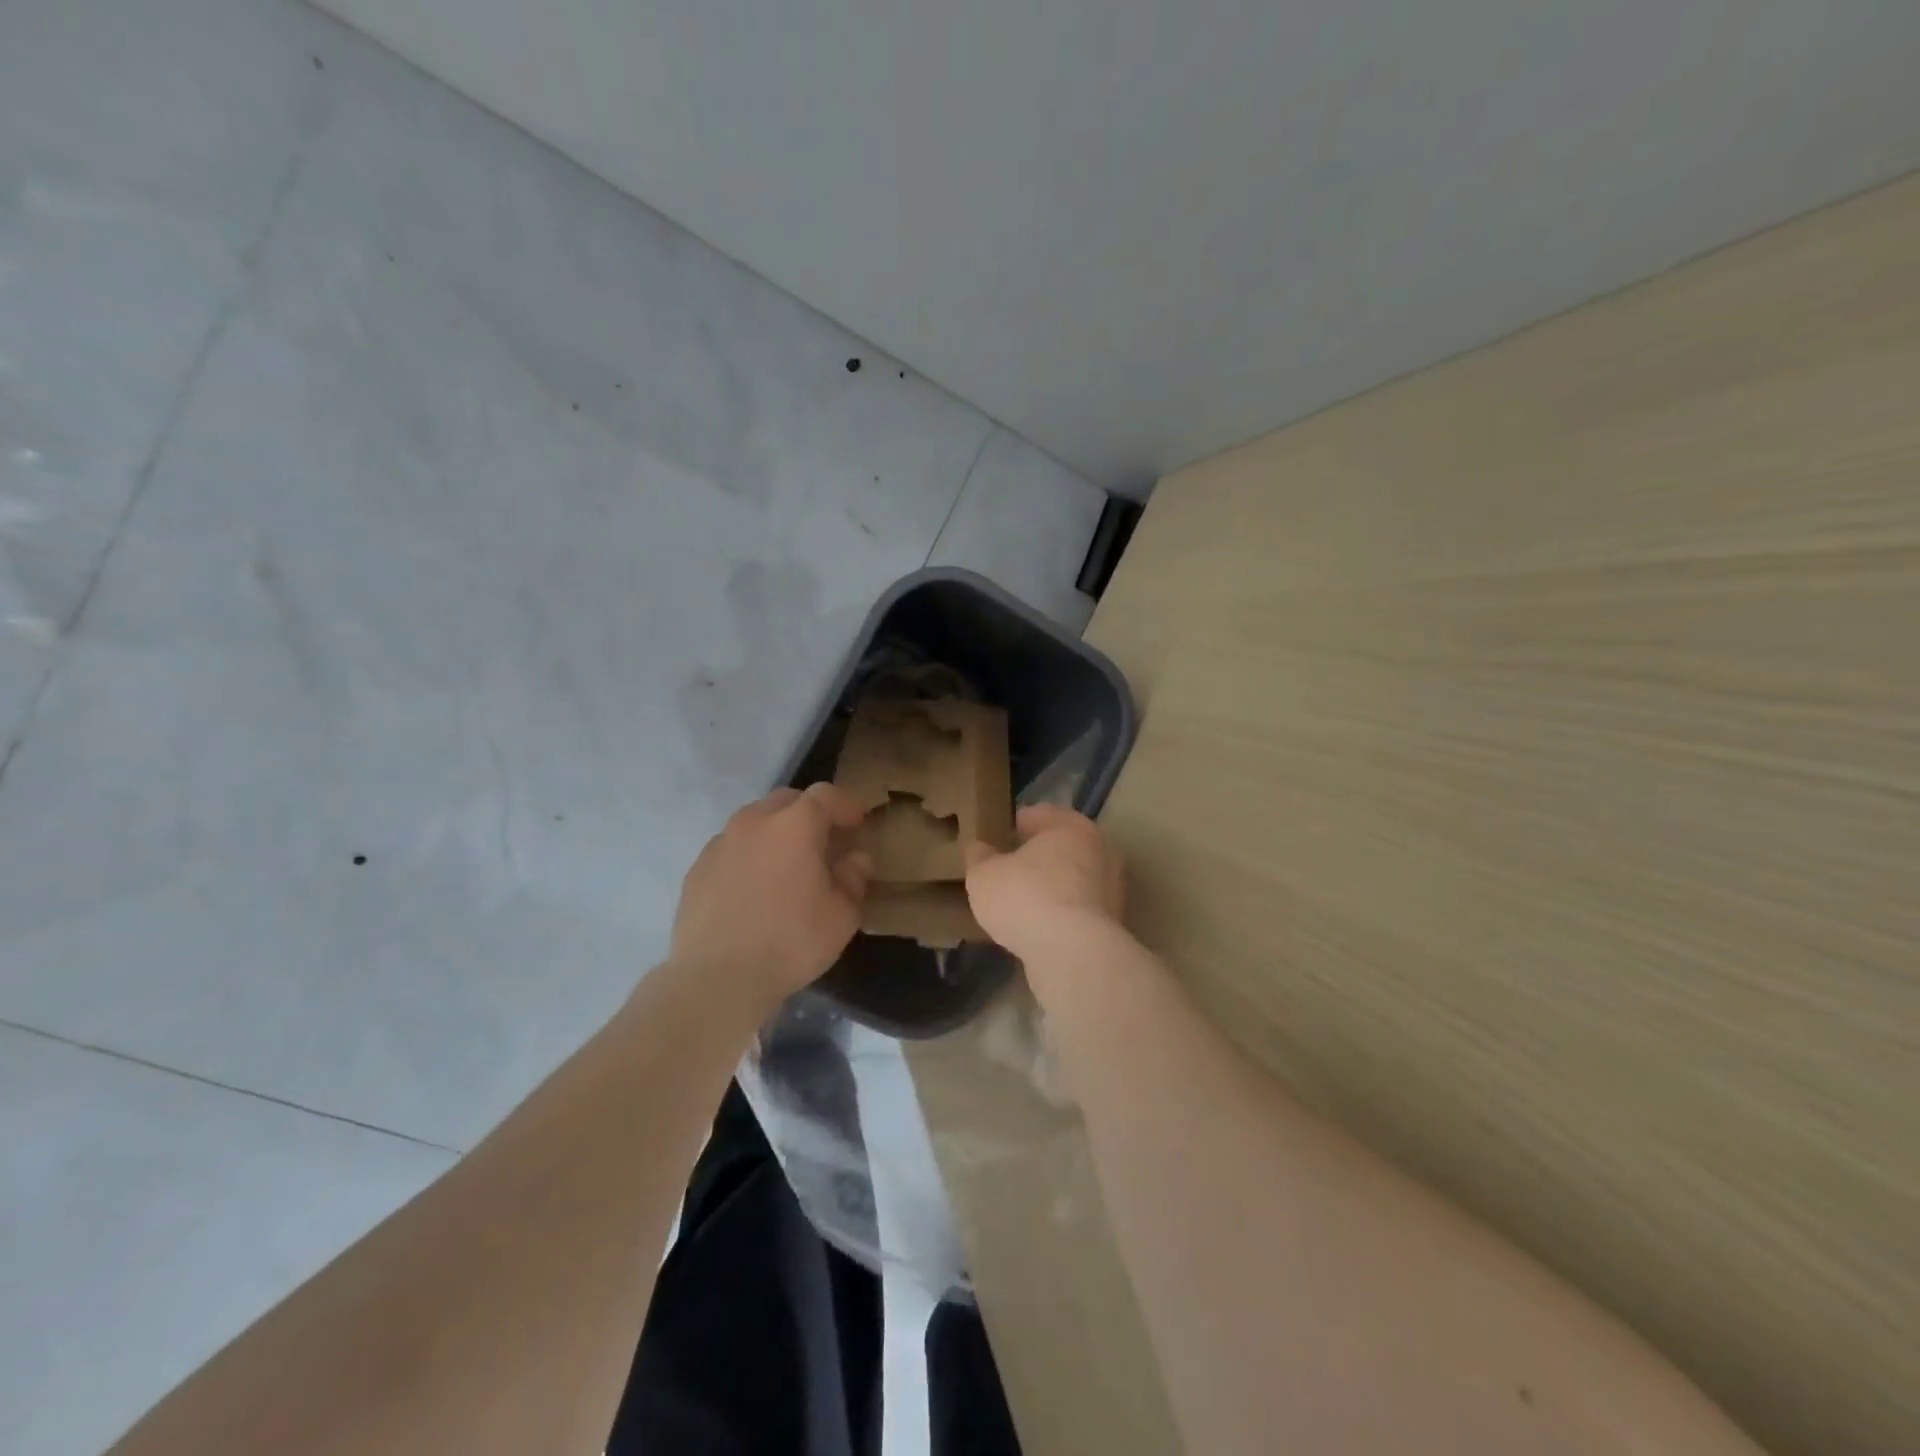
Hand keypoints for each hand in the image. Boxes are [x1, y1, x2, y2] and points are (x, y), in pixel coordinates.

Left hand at [671, 784, 871, 1012]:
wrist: (716, 979)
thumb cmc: (790, 942)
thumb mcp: (842, 916)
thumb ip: (853, 879)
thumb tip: (854, 859)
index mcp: (795, 825)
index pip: (826, 795)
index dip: (845, 805)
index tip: (858, 822)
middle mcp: (754, 822)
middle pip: (786, 800)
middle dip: (808, 813)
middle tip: (823, 843)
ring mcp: (720, 843)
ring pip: (754, 822)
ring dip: (775, 833)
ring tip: (785, 866)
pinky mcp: (697, 869)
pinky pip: (730, 849)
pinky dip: (748, 857)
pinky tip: (753, 889)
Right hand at [964, 804, 1124, 963]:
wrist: (1074, 955)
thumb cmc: (1026, 898)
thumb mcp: (984, 875)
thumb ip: (980, 857)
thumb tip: (979, 848)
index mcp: (1071, 826)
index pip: (1039, 814)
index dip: (1015, 824)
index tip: (997, 838)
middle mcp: (1100, 850)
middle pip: (1062, 846)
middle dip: (1038, 856)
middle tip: (1009, 869)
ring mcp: (1112, 889)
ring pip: (1074, 879)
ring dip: (1053, 887)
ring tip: (1022, 903)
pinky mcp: (1114, 924)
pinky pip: (1079, 910)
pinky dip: (1062, 914)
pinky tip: (1040, 928)